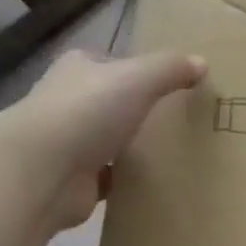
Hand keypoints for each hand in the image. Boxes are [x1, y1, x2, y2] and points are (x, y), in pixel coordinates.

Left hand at [11, 48, 207, 228]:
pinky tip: (150, 182)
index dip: (135, 71)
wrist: (43, 171)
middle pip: (108, 102)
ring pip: (106, 140)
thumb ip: (170, 69)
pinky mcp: (74, 179)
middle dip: (134, 111)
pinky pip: (107, 176)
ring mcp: (68, 143)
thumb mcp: (138, 79)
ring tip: (169, 153)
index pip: (109, 63)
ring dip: (128, 147)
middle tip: (174, 121)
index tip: (167, 85)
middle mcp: (68, 102)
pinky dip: (123, 180)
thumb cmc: (87, 112)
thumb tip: (202, 62)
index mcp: (77, 70)